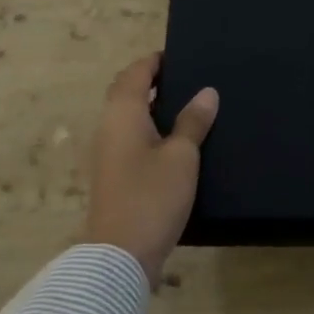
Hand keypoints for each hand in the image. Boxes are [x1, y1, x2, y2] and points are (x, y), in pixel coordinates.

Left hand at [83, 53, 218, 286]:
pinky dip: (148, 129)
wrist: (119, 257)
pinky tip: (174, 142)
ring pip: (127, 117)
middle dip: (151, 82)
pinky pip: (129, 138)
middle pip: (126, 92)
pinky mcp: (112, 176)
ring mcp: (106, 153)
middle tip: (186, 80)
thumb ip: (193, 121)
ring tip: (186, 108)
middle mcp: (108, 127)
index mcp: (123, 113)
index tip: (179, 56)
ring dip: (150, 107)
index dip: (155, 61)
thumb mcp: (182, 156)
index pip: (135, 73)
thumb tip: (207, 91)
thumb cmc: (152, 197)